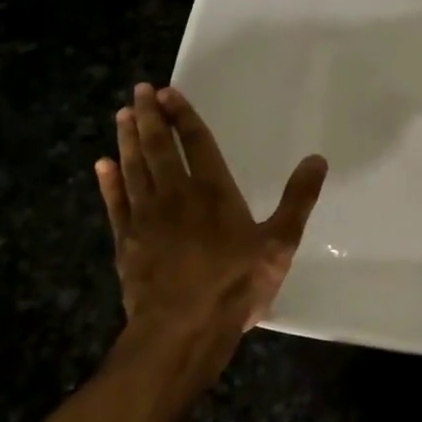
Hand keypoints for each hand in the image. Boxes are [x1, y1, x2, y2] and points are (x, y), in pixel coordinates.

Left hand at [95, 84, 326, 364]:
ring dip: (128, 139)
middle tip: (140, 90)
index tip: (169, 91)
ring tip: (124, 115)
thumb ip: (298, 199)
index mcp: (214, 191)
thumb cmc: (235, 284)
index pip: (196, 143)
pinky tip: (103, 165)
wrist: (181, 330)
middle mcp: (176, 195)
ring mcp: (146, 218)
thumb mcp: (280, 243)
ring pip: (134, 168)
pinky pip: (115, 202)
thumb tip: (317, 159)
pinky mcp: (126, 242)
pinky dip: (109, 182)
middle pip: (159, 147)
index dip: (184, 116)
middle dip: (151, 117)